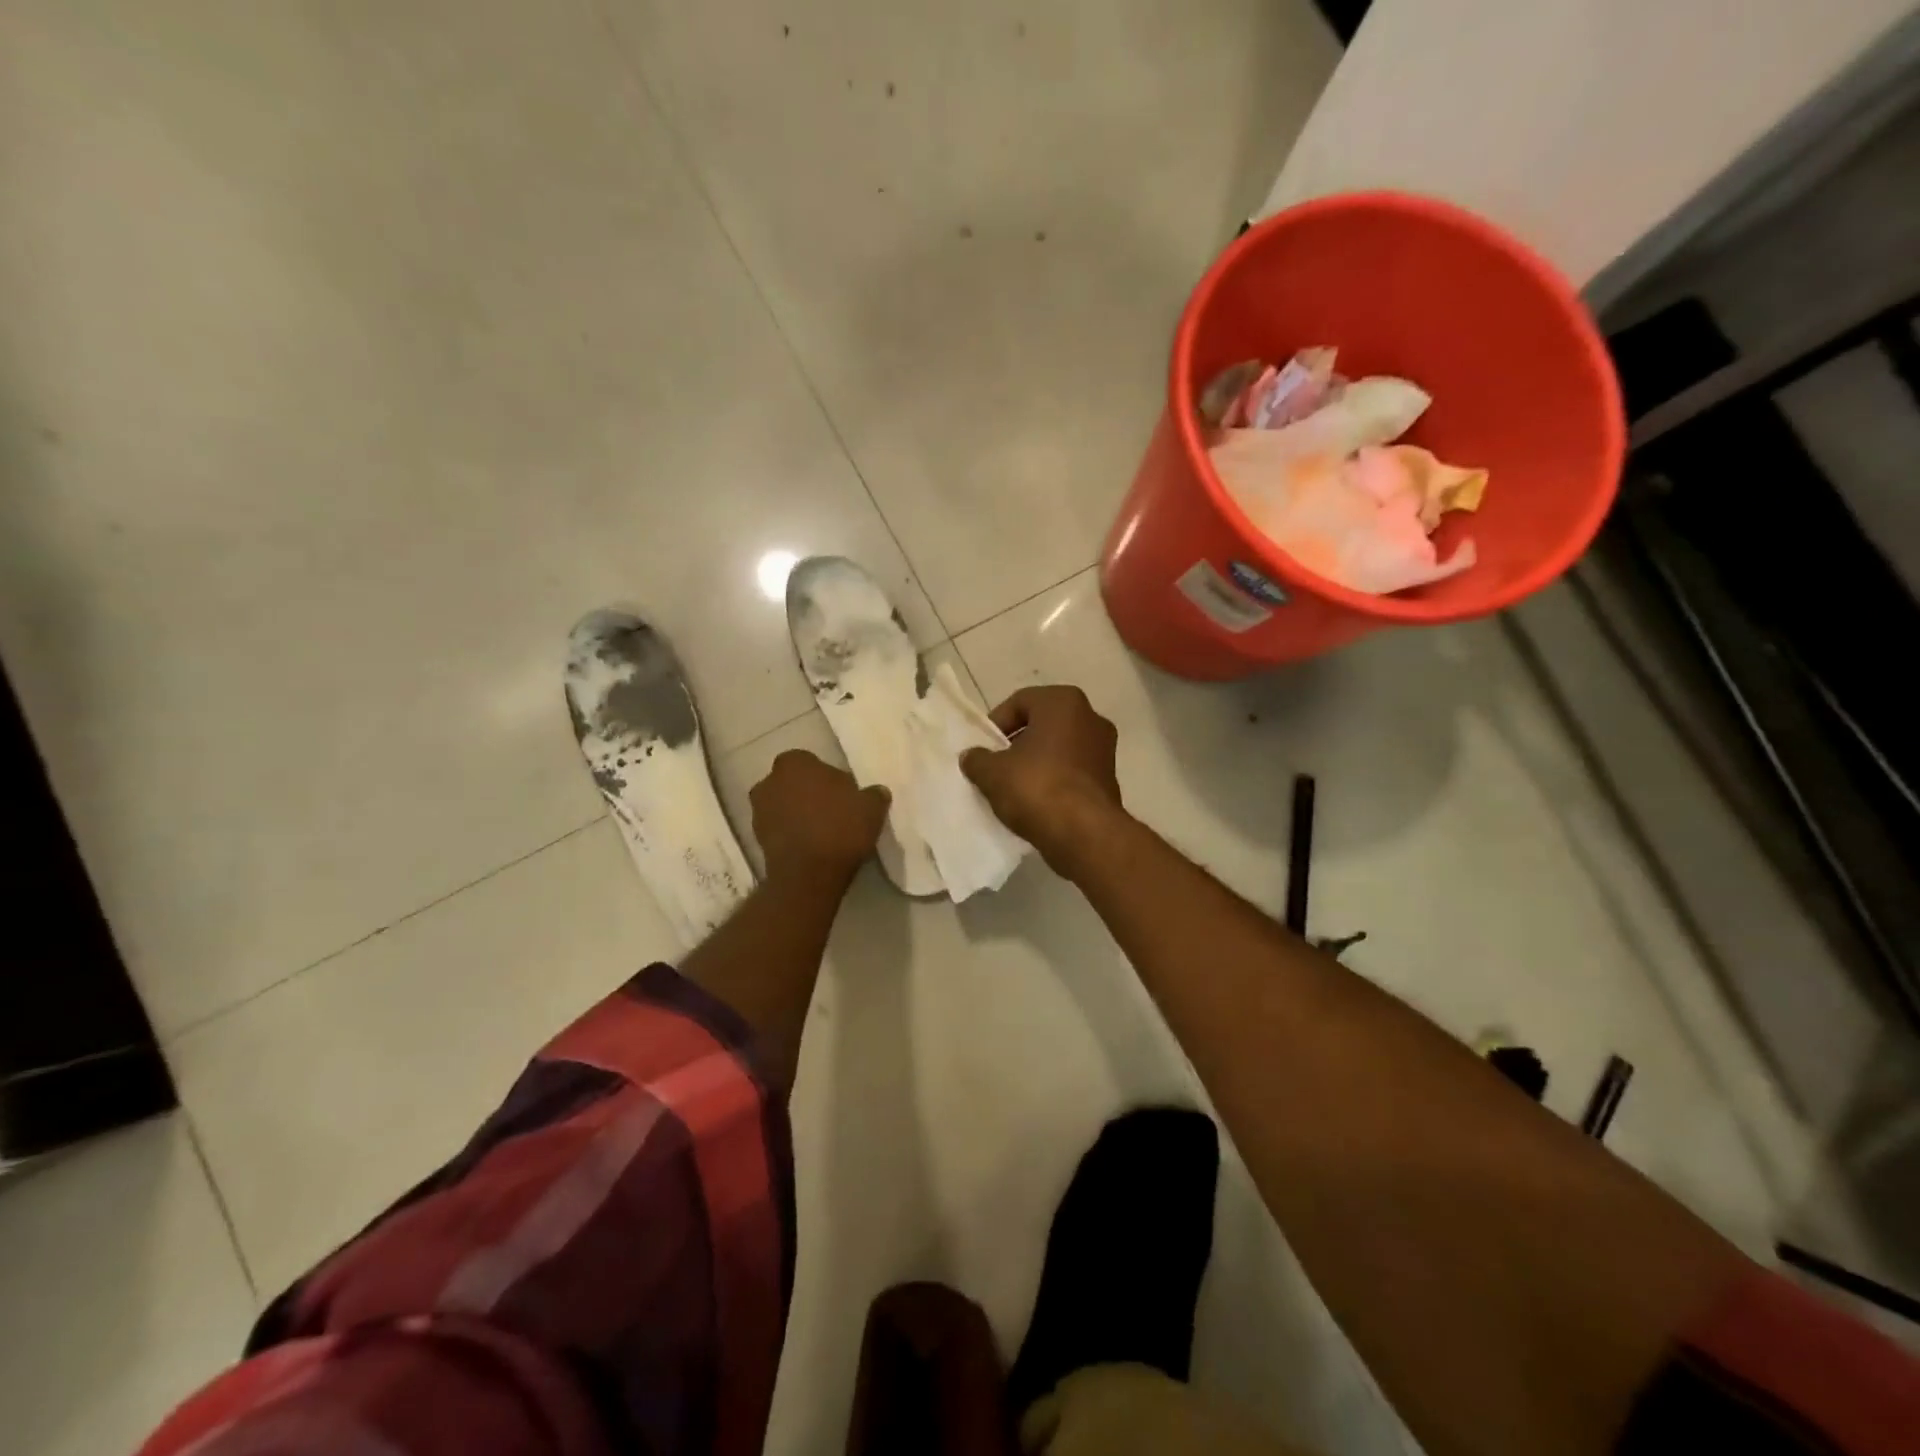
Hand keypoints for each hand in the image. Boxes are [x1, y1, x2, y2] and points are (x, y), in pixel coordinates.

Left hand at [750, 749, 890, 887]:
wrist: (808, 875)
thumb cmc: (839, 828)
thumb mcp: (871, 808)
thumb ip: (874, 795)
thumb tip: (877, 792)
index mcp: (794, 763)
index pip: (812, 762)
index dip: (828, 778)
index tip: (843, 794)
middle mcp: (770, 781)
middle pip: (794, 783)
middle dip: (809, 794)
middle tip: (833, 811)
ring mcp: (759, 811)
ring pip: (784, 806)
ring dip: (798, 815)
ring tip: (823, 832)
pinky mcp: (757, 839)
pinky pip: (779, 829)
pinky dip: (792, 834)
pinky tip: (811, 846)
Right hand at [960, 685, 1123, 875]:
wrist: (1084, 833)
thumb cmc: (1036, 787)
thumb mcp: (992, 772)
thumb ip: (977, 759)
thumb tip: (972, 757)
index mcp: (1063, 702)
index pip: (1020, 702)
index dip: (996, 725)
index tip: (983, 749)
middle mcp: (1090, 717)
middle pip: (1042, 725)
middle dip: (1017, 743)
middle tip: (996, 766)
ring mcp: (1105, 749)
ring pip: (1059, 749)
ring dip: (1036, 763)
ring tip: (1013, 787)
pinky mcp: (1110, 779)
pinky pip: (1073, 771)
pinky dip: (1054, 780)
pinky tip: (1036, 802)